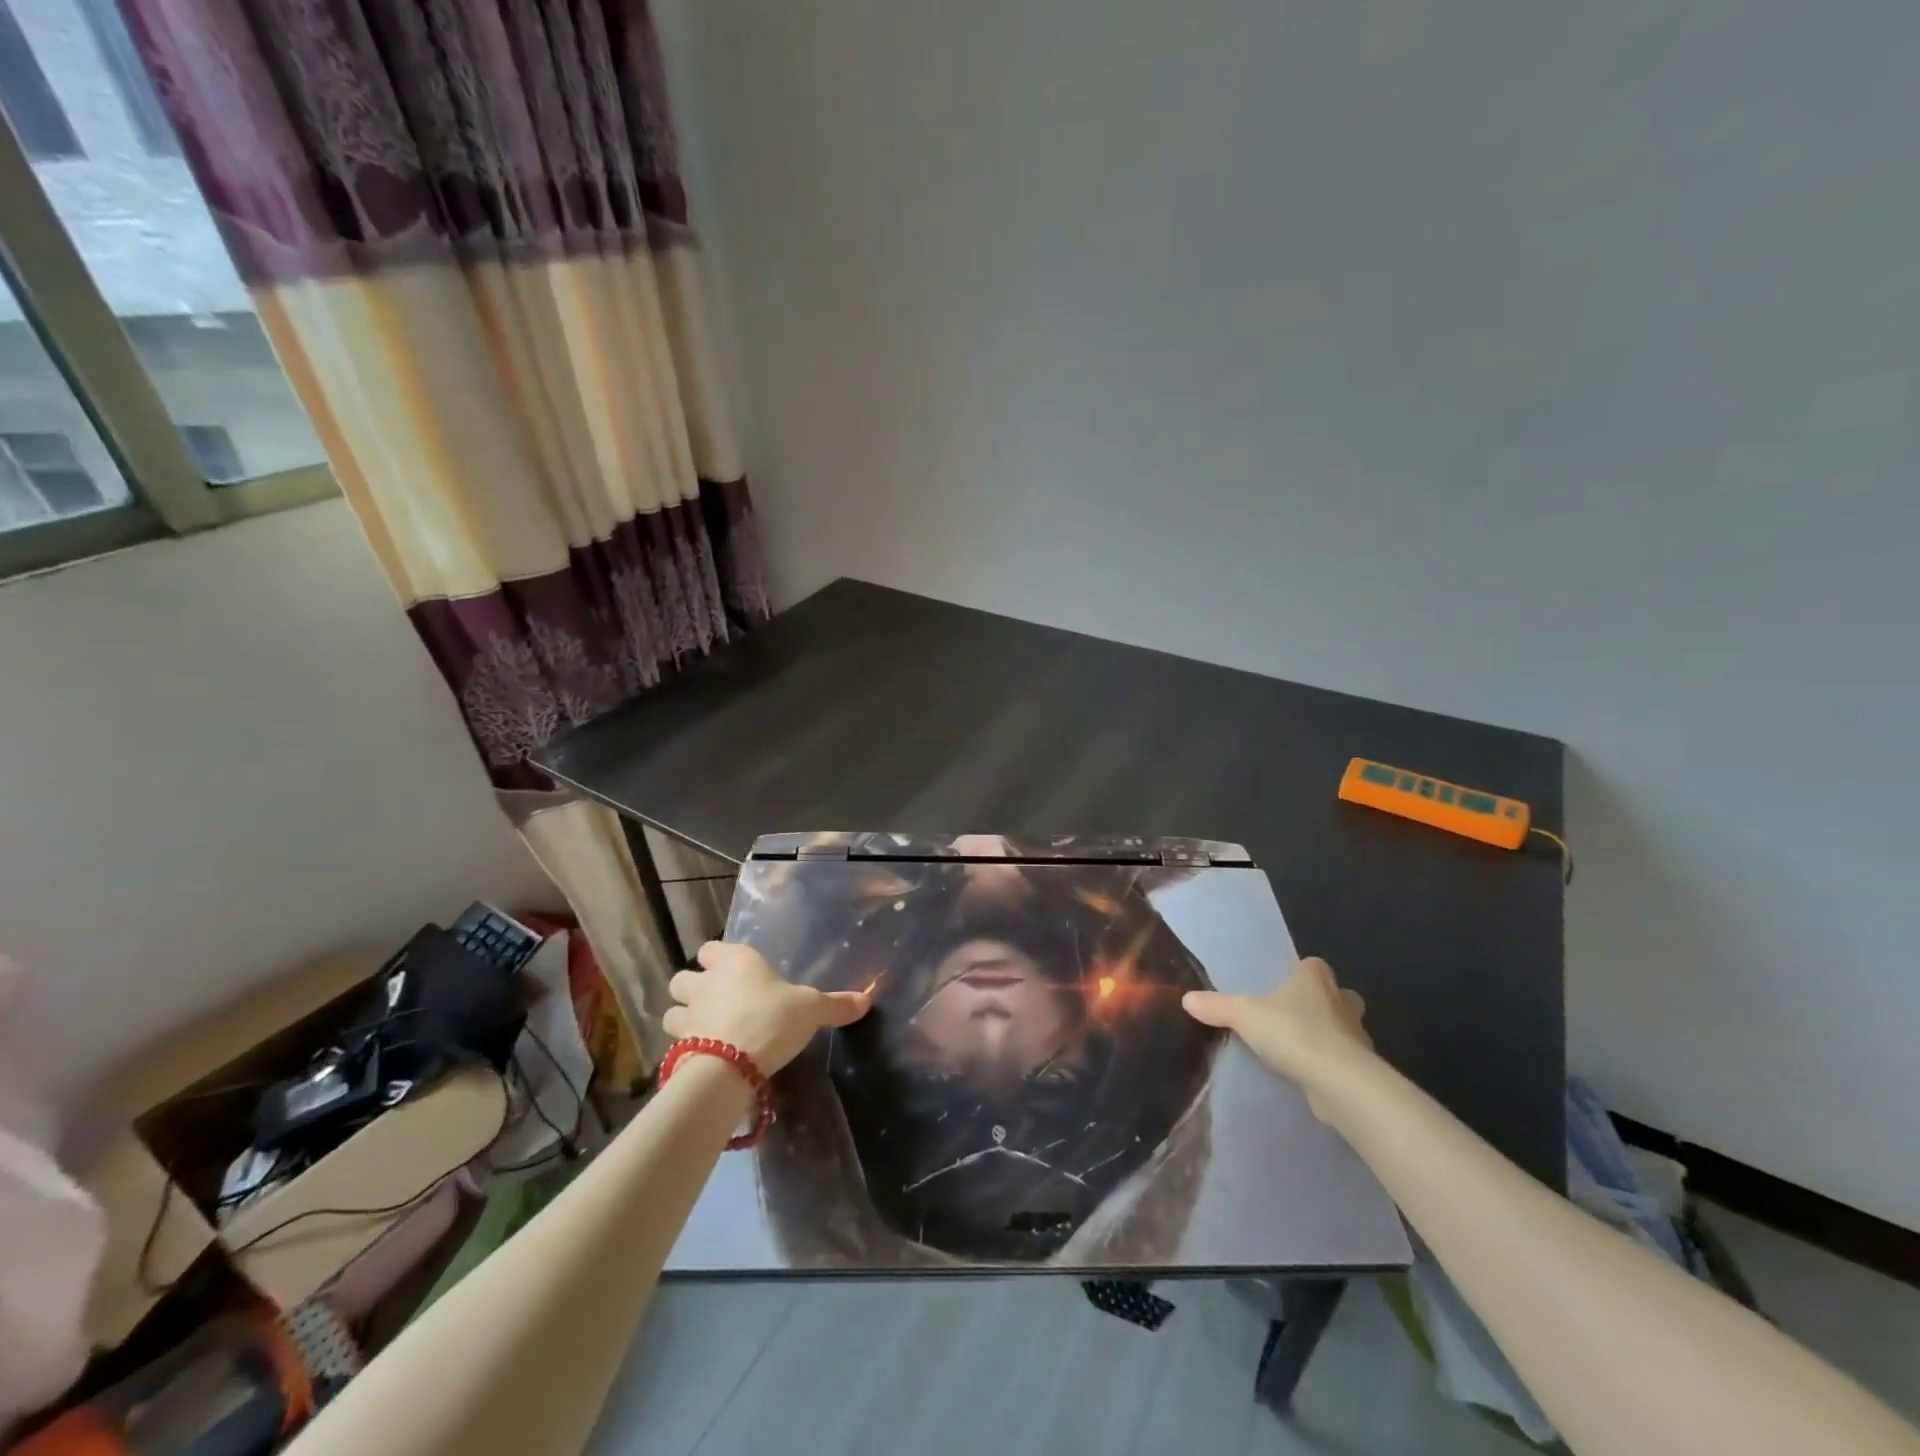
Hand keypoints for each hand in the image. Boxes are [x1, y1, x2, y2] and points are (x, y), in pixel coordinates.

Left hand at [664, 941, 871, 1073]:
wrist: (733, 1064)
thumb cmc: (774, 1019)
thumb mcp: (813, 1009)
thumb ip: (836, 1004)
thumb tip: (867, 1000)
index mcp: (736, 961)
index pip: (711, 948)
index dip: (717, 959)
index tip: (732, 972)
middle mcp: (706, 982)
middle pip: (683, 977)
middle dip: (693, 988)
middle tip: (715, 1002)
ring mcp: (688, 1015)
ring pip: (672, 1010)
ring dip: (683, 1017)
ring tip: (704, 1031)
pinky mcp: (678, 1047)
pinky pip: (674, 1043)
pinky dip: (683, 1048)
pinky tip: (702, 1057)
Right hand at [1182, 957, 1374, 1117]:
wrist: (1339, 1082)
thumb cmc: (1293, 1032)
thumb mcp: (1243, 1015)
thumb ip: (1216, 1006)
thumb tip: (1186, 998)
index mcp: (1316, 978)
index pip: (1313, 966)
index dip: (1300, 973)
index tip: (1283, 985)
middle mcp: (1341, 1000)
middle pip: (1335, 995)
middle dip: (1321, 1004)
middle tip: (1292, 1015)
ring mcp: (1357, 1035)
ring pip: (1342, 1028)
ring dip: (1327, 1035)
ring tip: (1296, 1047)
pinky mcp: (1361, 1067)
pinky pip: (1343, 1058)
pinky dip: (1329, 1063)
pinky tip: (1308, 1073)